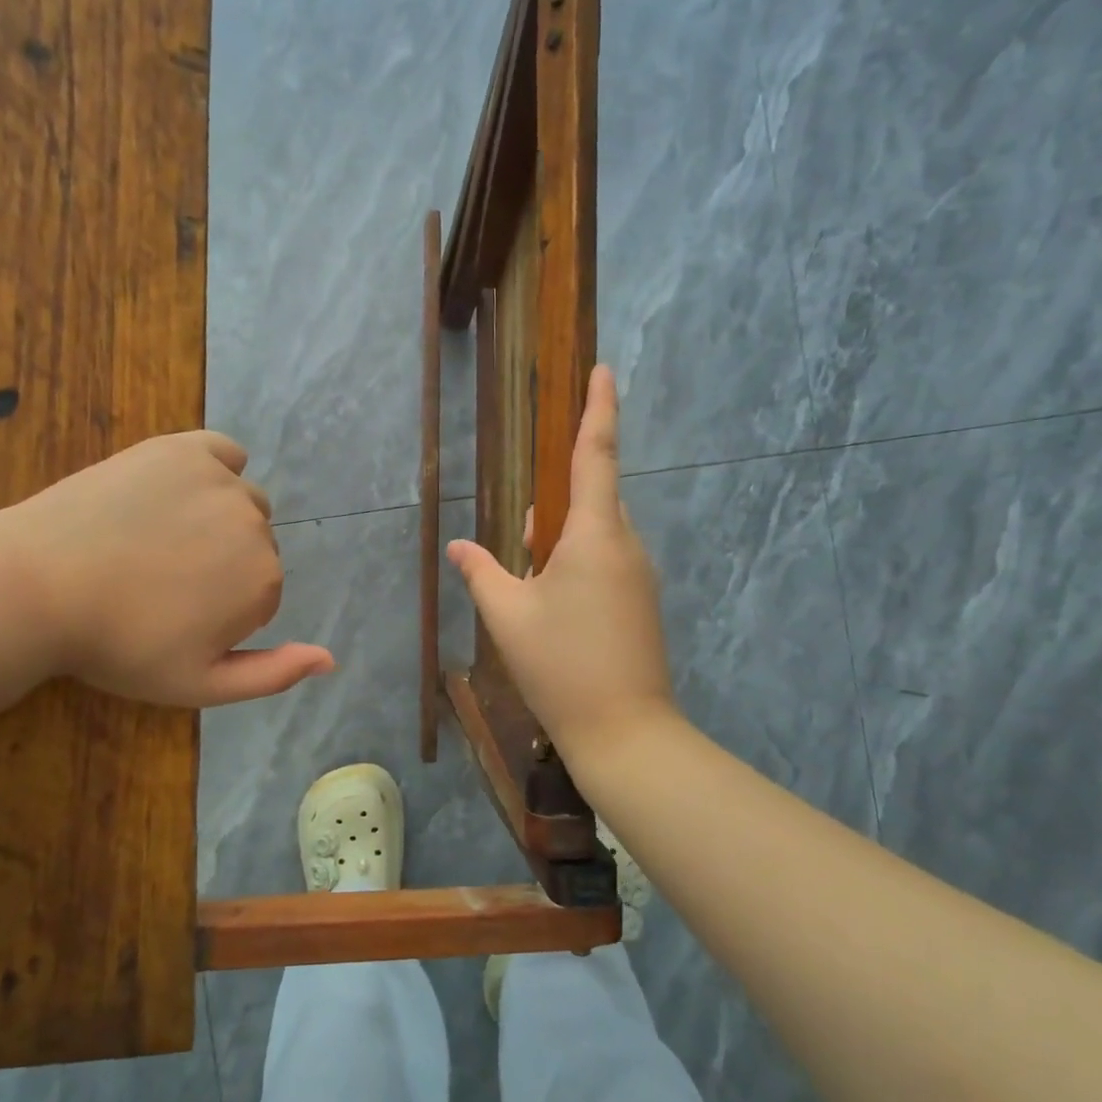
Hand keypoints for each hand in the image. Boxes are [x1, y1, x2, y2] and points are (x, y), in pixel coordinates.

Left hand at [0, 431, 333, 706]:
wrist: (37, 588)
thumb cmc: (118, 646)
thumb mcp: (198, 685)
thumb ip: (272, 675)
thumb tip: (331, 658)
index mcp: (264, 582)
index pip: (262, 594)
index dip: (223, 612)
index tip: (176, 619)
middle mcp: (256, 525)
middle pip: (257, 546)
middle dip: (223, 565)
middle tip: (161, 581)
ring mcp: (221, 480)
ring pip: (243, 501)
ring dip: (218, 519)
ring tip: (159, 538)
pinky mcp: (184, 448)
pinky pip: (225, 452)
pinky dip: (216, 469)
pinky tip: (182, 490)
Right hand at [447, 366, 676, 756]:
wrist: (625, 732)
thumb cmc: (561, 665)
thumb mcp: (508, 616)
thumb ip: (482, 572)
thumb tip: (459, 545)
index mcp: (596, 535)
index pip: (596, 455)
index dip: (599, 408)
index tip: (602, 370)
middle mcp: (626, 546)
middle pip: (594, 497)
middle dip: (558, 500)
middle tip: (523, 536)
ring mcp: (640, 577)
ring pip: (599, 534)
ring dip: (563, 539)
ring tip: (530, 577)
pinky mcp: (642, 604)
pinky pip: (608, 562)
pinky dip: (578, 564)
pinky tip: (552, 602)